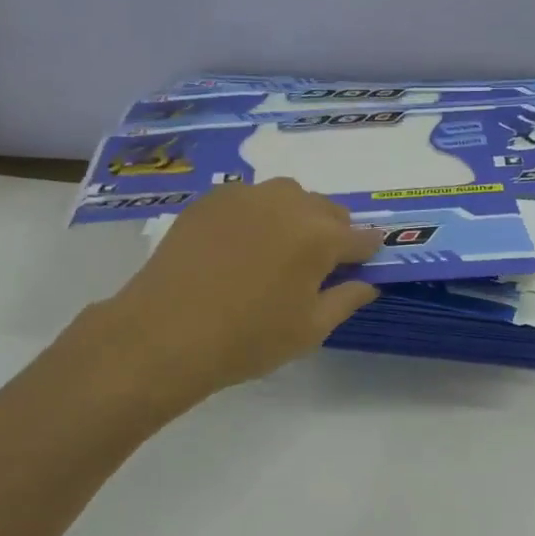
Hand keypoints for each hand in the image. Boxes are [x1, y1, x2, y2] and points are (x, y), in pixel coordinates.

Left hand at [94, 179, 381, 404]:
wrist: (165, 332)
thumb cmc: (247, 339)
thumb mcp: (309, 330)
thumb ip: (346, 299)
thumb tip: (369, 283)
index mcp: (320, 236)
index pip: (361, 237)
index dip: (366, 253)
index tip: (362, 266)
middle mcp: (288, 203)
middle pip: (327, 210)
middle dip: (332, 233)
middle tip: (315, 267)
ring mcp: (246, 196)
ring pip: (289, 196)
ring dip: (296, 216)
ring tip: (277, 250)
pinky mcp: (211, 199)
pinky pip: (250, 198)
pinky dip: (258, 214)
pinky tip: (241, 244)